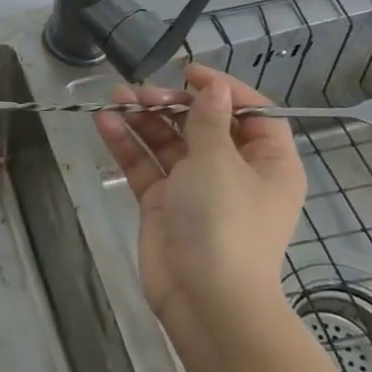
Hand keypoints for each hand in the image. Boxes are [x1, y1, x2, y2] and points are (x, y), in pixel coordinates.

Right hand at [94, 64, 306, 336]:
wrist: (205, 298)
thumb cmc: (225, 222)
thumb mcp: (220, 162)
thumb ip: (209, 120)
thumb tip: (213, 86)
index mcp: (267, 162)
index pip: (252, 113)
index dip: (222, 89)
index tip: (187, 73)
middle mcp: (234, 171)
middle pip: (203, 124)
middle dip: (171, 103)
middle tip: (140, 92)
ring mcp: (195, 188)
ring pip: (168, 142)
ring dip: (143, 119)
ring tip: (114, 98)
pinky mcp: (163, 203)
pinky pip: (145, 165)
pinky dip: (126, 143)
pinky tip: (104, 121)